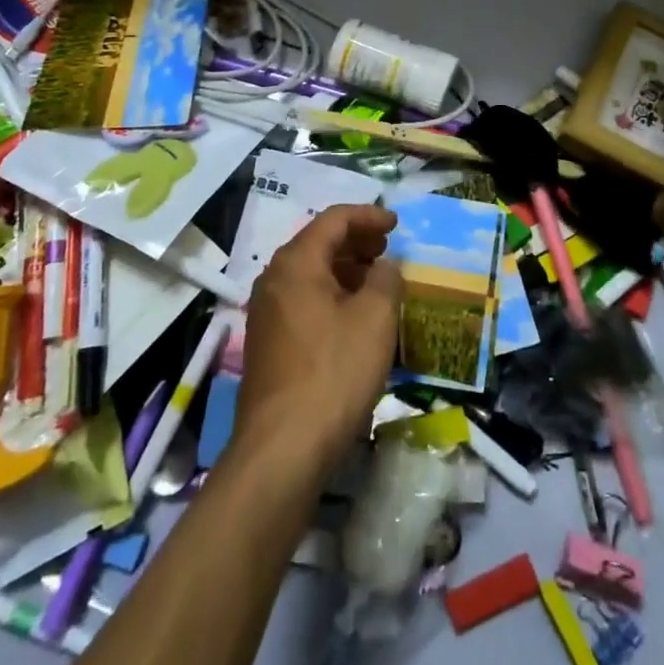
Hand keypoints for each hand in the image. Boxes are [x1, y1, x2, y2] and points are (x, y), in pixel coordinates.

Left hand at [234, 204, 402, 478]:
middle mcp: (274, 279)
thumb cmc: (334, 372)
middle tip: (388, 250)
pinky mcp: (268, 344)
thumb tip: (384, 266)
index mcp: (296, 262)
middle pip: (318, 243)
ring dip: (345, 270)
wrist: (283, 448)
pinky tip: (354, 318)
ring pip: (310, 274)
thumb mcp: (375, 319)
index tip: (397, 224)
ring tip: (377, 282)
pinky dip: (332, 296)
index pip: (334, 220)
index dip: (369, 216)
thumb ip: (386, 279)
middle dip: (357, 242)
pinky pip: (303, 301)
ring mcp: (266, 313)